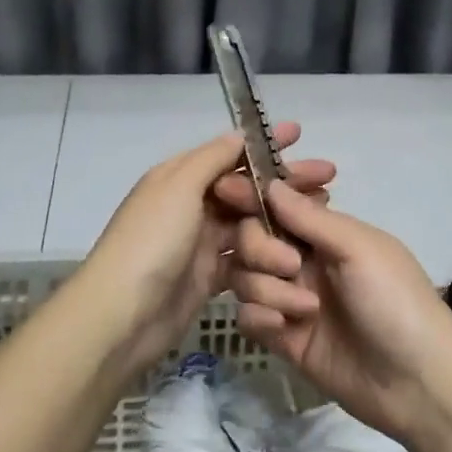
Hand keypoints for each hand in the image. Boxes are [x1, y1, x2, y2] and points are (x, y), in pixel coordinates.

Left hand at [76, 124, 334, 375]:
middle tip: (329, 184)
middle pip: (248, 191)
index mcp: (180, 177)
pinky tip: (298, 262)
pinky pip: (246, 264)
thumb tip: (239, 135)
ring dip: (283, 228)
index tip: (301, 135)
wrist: (122, 316)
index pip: (230, 154)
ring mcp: (201, 244)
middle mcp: (192, 206)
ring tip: (320, 228)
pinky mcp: (210, 279)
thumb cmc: (151, 241)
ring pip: (252, 228)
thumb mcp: (178, 186)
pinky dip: (269, 264)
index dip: (265, 146)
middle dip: (287, 187)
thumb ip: (212, 159)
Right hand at [225, 182, 451, 443]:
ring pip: (245, 277)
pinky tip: (287, 330)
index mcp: (326, 233)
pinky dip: (261, 318)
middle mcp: (304, 261)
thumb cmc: (396, 300)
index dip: (252, 196)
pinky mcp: (283, 338)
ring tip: (305, 310)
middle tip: (290, 266)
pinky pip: (249, 316)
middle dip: (260, 248)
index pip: (278, 204)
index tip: (225, 191)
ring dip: (267, 288)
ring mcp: (291, 299)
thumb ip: (310, 218)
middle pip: (251, 239)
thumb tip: (271, 183)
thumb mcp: (360, 249)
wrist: (416, 382)